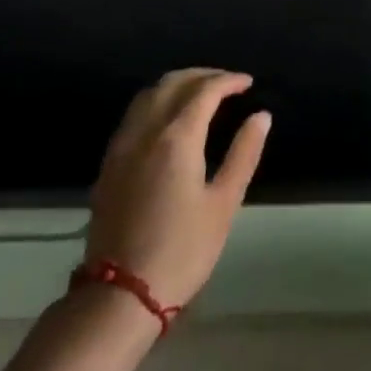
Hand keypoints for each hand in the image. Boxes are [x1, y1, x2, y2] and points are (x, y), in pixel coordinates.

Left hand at [85, 68, 270, 309]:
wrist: (120, 294)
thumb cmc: (182, 250)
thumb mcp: (224, 203)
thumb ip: (243, 154)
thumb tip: (261, 116)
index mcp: (176, 138)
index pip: (204, 91)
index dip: (228, 81)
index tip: (248, 83)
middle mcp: (145, 131)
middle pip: (172, 83)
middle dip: (202, 75)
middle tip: (227, 82)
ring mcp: (121, 147)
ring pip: (147, 95)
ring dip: (176, 84)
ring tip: (200, 93)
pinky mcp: (109, 164)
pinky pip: (133, 115)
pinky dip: (156, 102)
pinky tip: (169, 119)